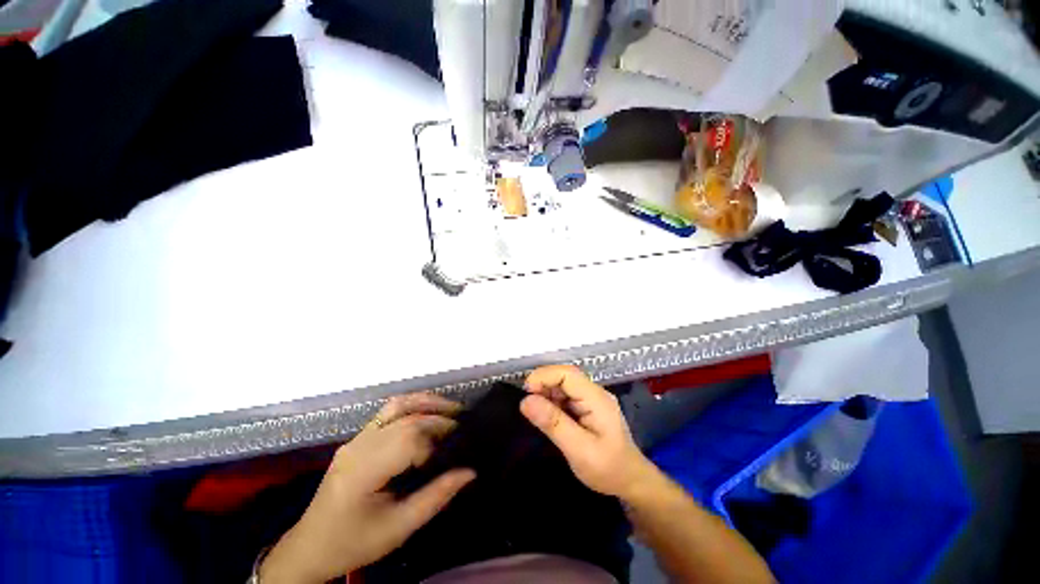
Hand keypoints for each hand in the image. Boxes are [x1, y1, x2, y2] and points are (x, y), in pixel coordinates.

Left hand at [260, 393, 475, 583]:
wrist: (310, 547)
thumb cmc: (354, 543)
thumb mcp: (398, 529)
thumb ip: (436, 498)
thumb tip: (469, 472)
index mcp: (363, 471)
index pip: (408, 440)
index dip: (436, 442)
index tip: (456, 452)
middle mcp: (359, 446)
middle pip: (406, 418)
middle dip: (439, 418)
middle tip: (463, 427)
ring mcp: (356, 438)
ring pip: (397, 405)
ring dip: (428, 402)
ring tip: (452, 408)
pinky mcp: (358, 437)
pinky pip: (389, 411)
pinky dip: (414, 405)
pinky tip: (429, 412)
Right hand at [520, 365, 657, 500]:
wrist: (630, 483)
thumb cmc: (608, 469)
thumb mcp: (579, 450)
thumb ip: (553, 423)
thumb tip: (525, 401)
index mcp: (596, 398)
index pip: (567, 374)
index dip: (544, 376)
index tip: (525, 392)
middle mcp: (594, 392)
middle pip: (564, 376)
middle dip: (542, 384)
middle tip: (526, 404)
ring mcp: (590, 399)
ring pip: (562, 385)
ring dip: (545, 394)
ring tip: (534, 412)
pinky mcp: (586, 407)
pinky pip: (565, 396)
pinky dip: (551, 402)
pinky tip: (545, 416)